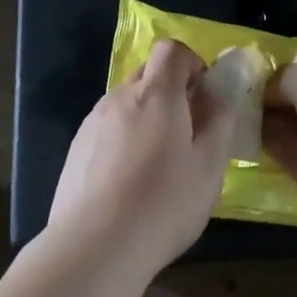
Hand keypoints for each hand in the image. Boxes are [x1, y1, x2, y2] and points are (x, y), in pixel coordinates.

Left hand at [46, 38, 233, 273]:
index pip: (171, 50)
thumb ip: (220, 121)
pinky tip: (130, 182)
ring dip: (146, 117)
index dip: (192, 63)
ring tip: (159, 163)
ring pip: (126, 103)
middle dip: (171, 90)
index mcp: (155, 94)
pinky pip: (107, 129)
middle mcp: (119, 98)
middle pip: (147, 74)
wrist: (94, 246)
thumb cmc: (164, 203)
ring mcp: (92, 123)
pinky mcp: (76, 150)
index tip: (204, 95)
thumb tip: (219, 93)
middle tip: (188, 132)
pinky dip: (124, 139)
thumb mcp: (210, 165)